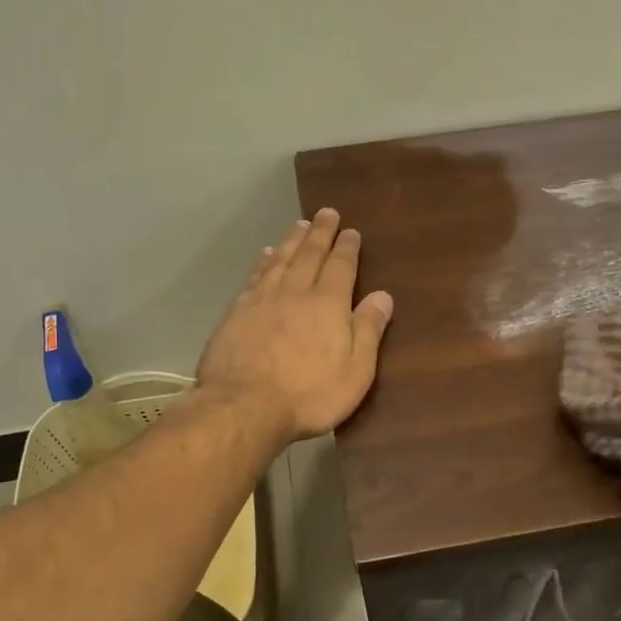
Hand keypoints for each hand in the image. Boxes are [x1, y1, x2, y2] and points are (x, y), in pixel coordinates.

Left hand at [197, 209, 393, 443]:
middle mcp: (296, 292)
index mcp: (329, 304)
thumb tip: (383, 295)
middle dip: (320, 233)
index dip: (347, 248)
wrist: (245, 406)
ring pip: (280, 260)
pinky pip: (255, 277)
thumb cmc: (309, 395)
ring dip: (292, 241)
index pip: (341, 267)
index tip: (351, 231)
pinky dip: (263, 262)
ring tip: (299, 225)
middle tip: (326, 213)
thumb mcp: (356, 371)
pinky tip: (266, 255)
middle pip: (309, 255)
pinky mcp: (237, 313)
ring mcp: (262, 300)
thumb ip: (369, 330)